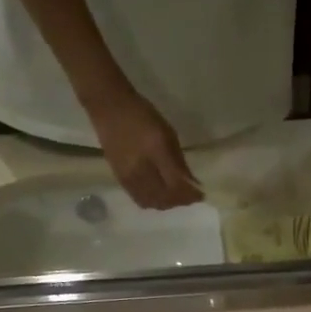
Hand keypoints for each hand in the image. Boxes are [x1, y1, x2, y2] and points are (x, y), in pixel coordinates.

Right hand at [88, 89, 202, 210]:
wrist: (109, 108)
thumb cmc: (142, 115)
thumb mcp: (167, 133)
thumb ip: (179, 160)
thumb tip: (192, 182)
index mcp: (155, 154)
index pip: (177, 185)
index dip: (191, 194)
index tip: (201, 194)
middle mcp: (141, 170)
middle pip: (166, 198)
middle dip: (181, 201)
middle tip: (191, 196)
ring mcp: (128, 178)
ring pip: (153, 202)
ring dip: (168, 203)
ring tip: (176, 196)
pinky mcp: (120, 180)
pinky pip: (140, 199)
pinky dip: (154, 202)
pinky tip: (160, 195)